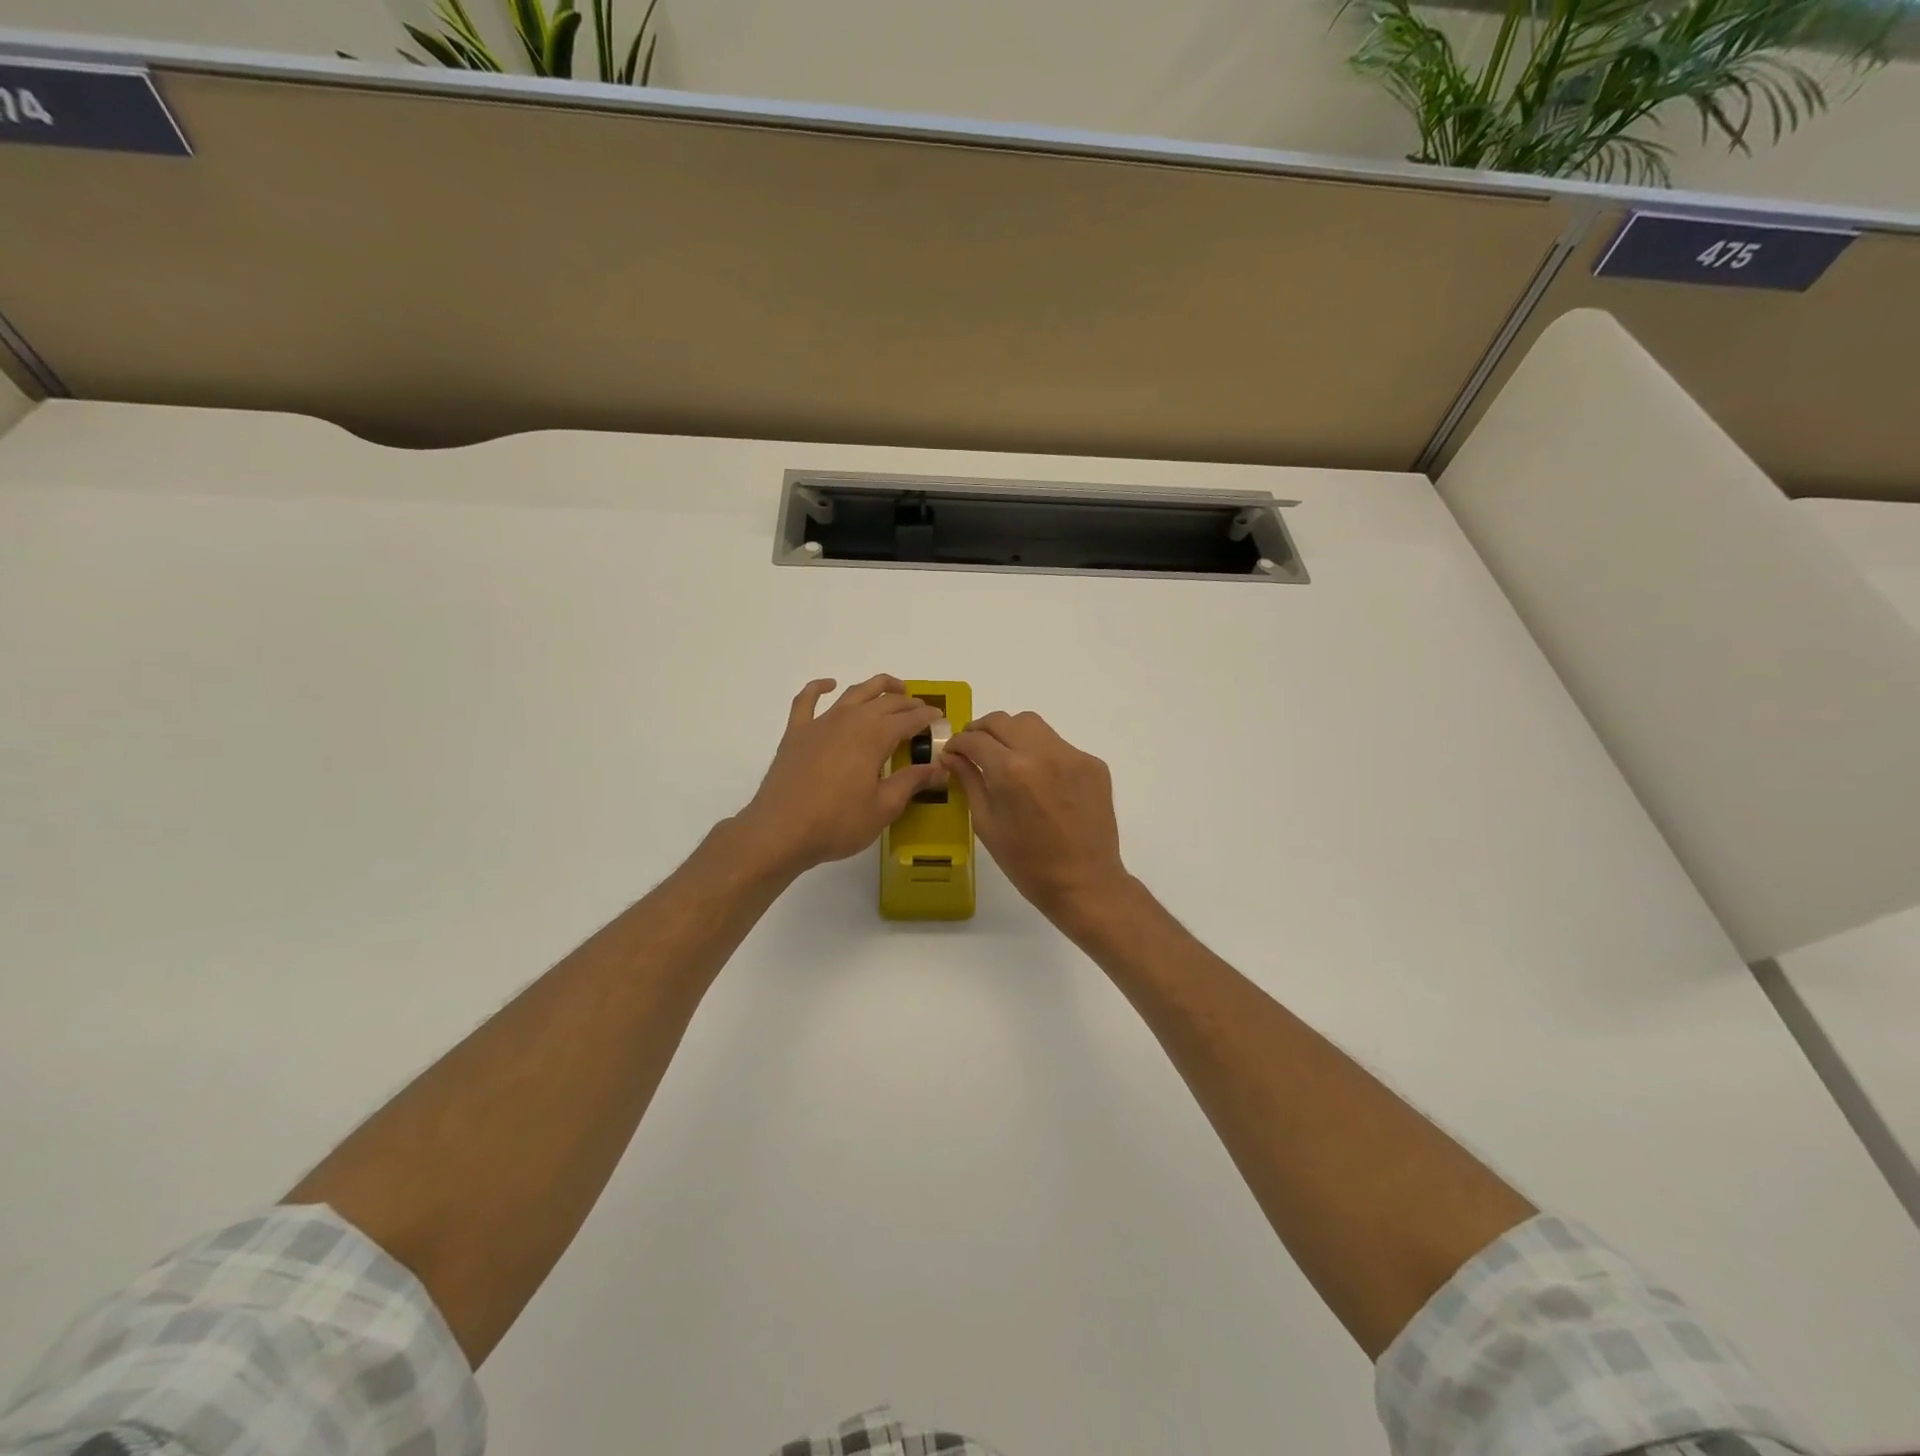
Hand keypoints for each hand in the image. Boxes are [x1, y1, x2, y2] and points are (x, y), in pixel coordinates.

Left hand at [736, 676, 945, 877]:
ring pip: (854, 693)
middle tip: (922, 710)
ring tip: (894, 688)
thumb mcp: (883, 807)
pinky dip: (819, 688)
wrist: (780, 831)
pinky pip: (807, 700)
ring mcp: (821, 722)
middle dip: (908, 703)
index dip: (927, 718)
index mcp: (875, 736)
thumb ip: (912, 782)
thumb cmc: (837, 822)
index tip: (940, 720)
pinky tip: (829, 685)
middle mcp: (851, 719)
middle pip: (886, 702)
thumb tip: (940, 769)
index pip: (910, 719)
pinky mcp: (797, 732)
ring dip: (877, 687)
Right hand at [944, 710, 1131, 925]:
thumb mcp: (987, 824)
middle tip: (974, 748)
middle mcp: (1043, 752)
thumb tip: (952, 756)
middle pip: (1003, 721)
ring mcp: (1072, 755)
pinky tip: (1039, 779)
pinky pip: (1058, 745)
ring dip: (1012, 734)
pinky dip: (1041, 752)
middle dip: (982, 730)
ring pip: (1033, 725)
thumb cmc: (1027, 863)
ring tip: (1005, 757)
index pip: (975, 739)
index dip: (958, 743)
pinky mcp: (1093, 764)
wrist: (1085, 883)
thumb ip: (970, 781)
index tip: (952, 752)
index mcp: (1011, 771)